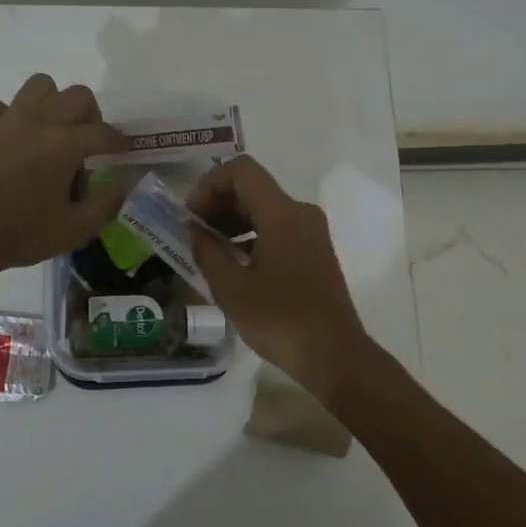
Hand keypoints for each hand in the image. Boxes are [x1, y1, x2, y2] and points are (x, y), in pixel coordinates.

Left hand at [0, 74, 128, 278]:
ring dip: (51, 101)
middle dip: (91, 114)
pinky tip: (2, 126)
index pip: (104, 133)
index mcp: (66, 144)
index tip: (123, 151)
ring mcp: (3, 122)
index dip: (119, 141)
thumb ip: (106, 204)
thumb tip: (122, 184)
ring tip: (51, 127)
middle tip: (89, 140)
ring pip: (37, 86)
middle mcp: (38, 122)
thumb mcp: (76, 230)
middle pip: (76, 96)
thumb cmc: (22, 235)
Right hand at [187, 156, 372, 395]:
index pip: (241, 171)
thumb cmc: (280, 320)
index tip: (191, 215)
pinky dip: (251, 234)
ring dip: (233, 220)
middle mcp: (301, 213)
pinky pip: (277, 227)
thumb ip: (207, 251)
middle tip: (193, 232)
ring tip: (208, 249)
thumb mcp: (232, 289)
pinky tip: (234, 263)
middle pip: (253, 187)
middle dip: (218, 203)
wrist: (334, 355)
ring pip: (265, 208)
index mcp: (282, 214)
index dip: (210, 184)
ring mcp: (311, 231)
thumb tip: (193, 229)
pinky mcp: (315, 250)